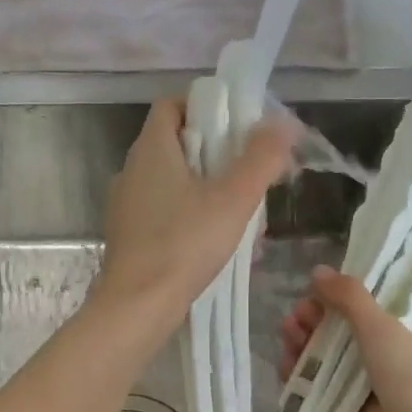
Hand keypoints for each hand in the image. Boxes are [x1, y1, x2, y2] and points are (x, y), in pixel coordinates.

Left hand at [95, 97, 298, 333]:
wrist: (137, 307)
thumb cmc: (184, 244)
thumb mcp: (233, 199)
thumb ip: (261, 158)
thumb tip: (284, 122)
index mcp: (151, 149)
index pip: (173, 104)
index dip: (207, 107)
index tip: (239, 127)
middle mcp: (132, 169)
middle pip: (179, 144)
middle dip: (220, 156)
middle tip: (252, 176)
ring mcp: (127, 204)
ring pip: (176, 182)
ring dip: (212, 192)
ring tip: (246, 218)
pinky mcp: (129, 235)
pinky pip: (167, 212)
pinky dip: (194, 218)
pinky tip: (222, 245)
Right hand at [278, 267, 411, 411]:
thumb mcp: (383, 326)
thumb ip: (349, 297)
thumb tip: (317, 271)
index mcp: (396, 335)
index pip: (359, 309)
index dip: (334, 299)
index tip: (314, 292)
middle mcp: (376, 361)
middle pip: (334, 334)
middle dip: (311, 322)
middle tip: (296, 318)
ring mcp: (355, 392)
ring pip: (319, 362)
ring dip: (300, 346)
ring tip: (288, 336)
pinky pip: (310, 394)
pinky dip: (296, 379)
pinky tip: (286, 366)